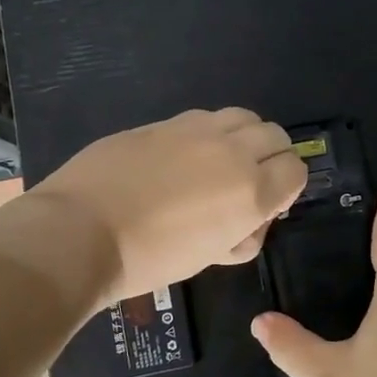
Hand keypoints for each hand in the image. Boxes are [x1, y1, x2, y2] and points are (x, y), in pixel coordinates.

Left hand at [33, 108, 307, 302]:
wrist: (81, 232)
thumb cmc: (149, 260)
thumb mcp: (208, 258)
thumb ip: (241, 234)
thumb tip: (248, 219)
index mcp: (251, 191)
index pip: (296, 171)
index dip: (286, 188)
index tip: (266, 205)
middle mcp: (232, 151)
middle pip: (275, 135)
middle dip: (272, 157)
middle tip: (248, 182)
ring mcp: (196, 129)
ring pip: (242, 116)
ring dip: (242, 137)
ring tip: (219, 162)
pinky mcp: (163, 122)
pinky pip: (203, 118)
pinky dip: (207, 133)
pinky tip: (181, 156)